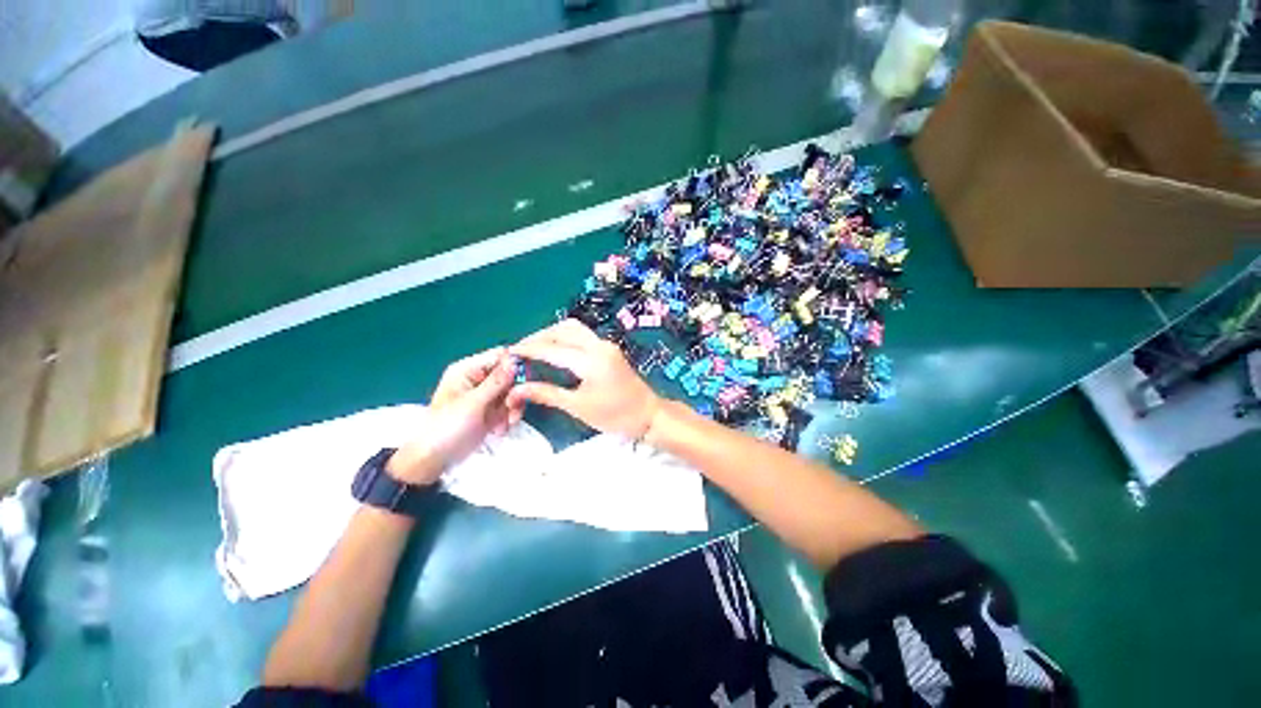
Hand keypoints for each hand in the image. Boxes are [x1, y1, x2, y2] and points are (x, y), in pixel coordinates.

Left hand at [388, 348, 516, 484]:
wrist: (436, 459)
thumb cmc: (447, 427)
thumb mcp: (473, 403)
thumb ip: (496, 382)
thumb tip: (515, 361)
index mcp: (468, 369)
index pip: (499, 356)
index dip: (515, 364)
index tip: (525, 380)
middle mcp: (479, 378)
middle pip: (511, 374)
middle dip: (515, 392)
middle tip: (512, 406)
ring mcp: (487, 395)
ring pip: (514, 392)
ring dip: (514, 407)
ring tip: (506, 422)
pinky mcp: (493, 409)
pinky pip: (511, 406)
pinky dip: (510, 417)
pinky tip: (501, 429)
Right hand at [506, 320, 662, 438]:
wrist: (648, 414)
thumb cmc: (615, 416)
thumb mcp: (578, 407)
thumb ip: (546, 394)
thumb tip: (516, 389)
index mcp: (591, 361)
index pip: (552, 349)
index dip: (528, 349)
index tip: (508, 353)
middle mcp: (598, 345)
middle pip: (562, 330)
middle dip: (538, 337)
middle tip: (519, 351)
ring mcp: (605, 344)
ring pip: (573, 328)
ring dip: (551, 334)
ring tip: (534, 348)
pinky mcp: (608, 348)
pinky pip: (582, 334)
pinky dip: (564, 337)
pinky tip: (554, 349)